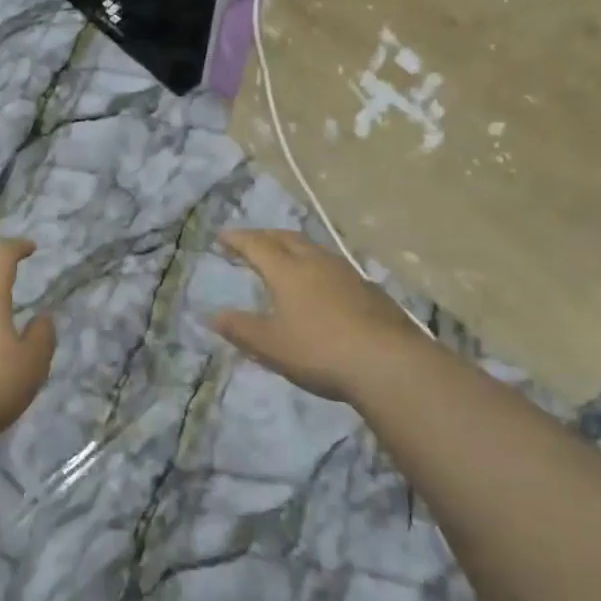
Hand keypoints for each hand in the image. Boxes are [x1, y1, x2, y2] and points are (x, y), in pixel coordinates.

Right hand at [211, 229, 426, 404]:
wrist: (389, 364)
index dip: (238, 239)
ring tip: (285, 258)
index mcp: (288, 271)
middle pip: (287, 238)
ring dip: (293, 248)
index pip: (257, 245)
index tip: (222, 236)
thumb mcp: (270, 345)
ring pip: (314, 250)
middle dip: (265, 236)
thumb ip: (240, 328)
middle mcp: (317, 263)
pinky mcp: (370, 291)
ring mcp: (347, 274)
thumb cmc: (319, 351)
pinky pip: (334, 267)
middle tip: (251, 240)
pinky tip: (321, 285)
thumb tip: (212, 314)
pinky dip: (316, 267)